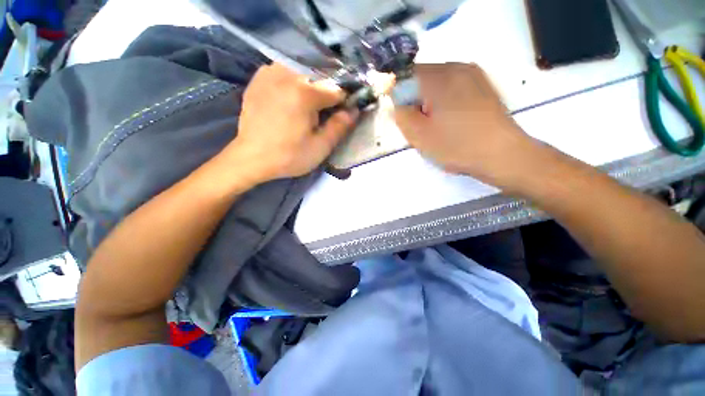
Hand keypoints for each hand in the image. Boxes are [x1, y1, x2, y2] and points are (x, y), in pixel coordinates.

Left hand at [227, 63, 357, 181]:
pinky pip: (284, 72)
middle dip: (327, 95)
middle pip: (320, 79)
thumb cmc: (289, 156)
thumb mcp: (320, 147)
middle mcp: (287, 74)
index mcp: (304, 93)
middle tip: (322, 116)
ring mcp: (269, 73)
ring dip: (310, 87)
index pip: (337, 90)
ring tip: (306, 108)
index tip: (342, 115)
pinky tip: (289, 99)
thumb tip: (354, 110)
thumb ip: (340, 127)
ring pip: (302, 73)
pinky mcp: (258, 78)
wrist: (251, 158)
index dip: (344, 103)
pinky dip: (292, 82)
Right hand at [395, 63, 542, 188]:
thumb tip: (398, 102)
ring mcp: (473, 74)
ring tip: (439, 125)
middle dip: (415, 100)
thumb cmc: (456, 145)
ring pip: (437, 84)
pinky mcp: (483, 85)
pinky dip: (445, 101)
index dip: (399, 97)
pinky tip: (453, 121)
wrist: (502, 154)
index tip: (406, 118)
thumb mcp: (418, 135)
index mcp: (438, 77)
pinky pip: (453, 88)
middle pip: (422, 78)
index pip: (405, 76)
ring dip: (430, 102)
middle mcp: (456, 67)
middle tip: (422, 125)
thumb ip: (401, 114)